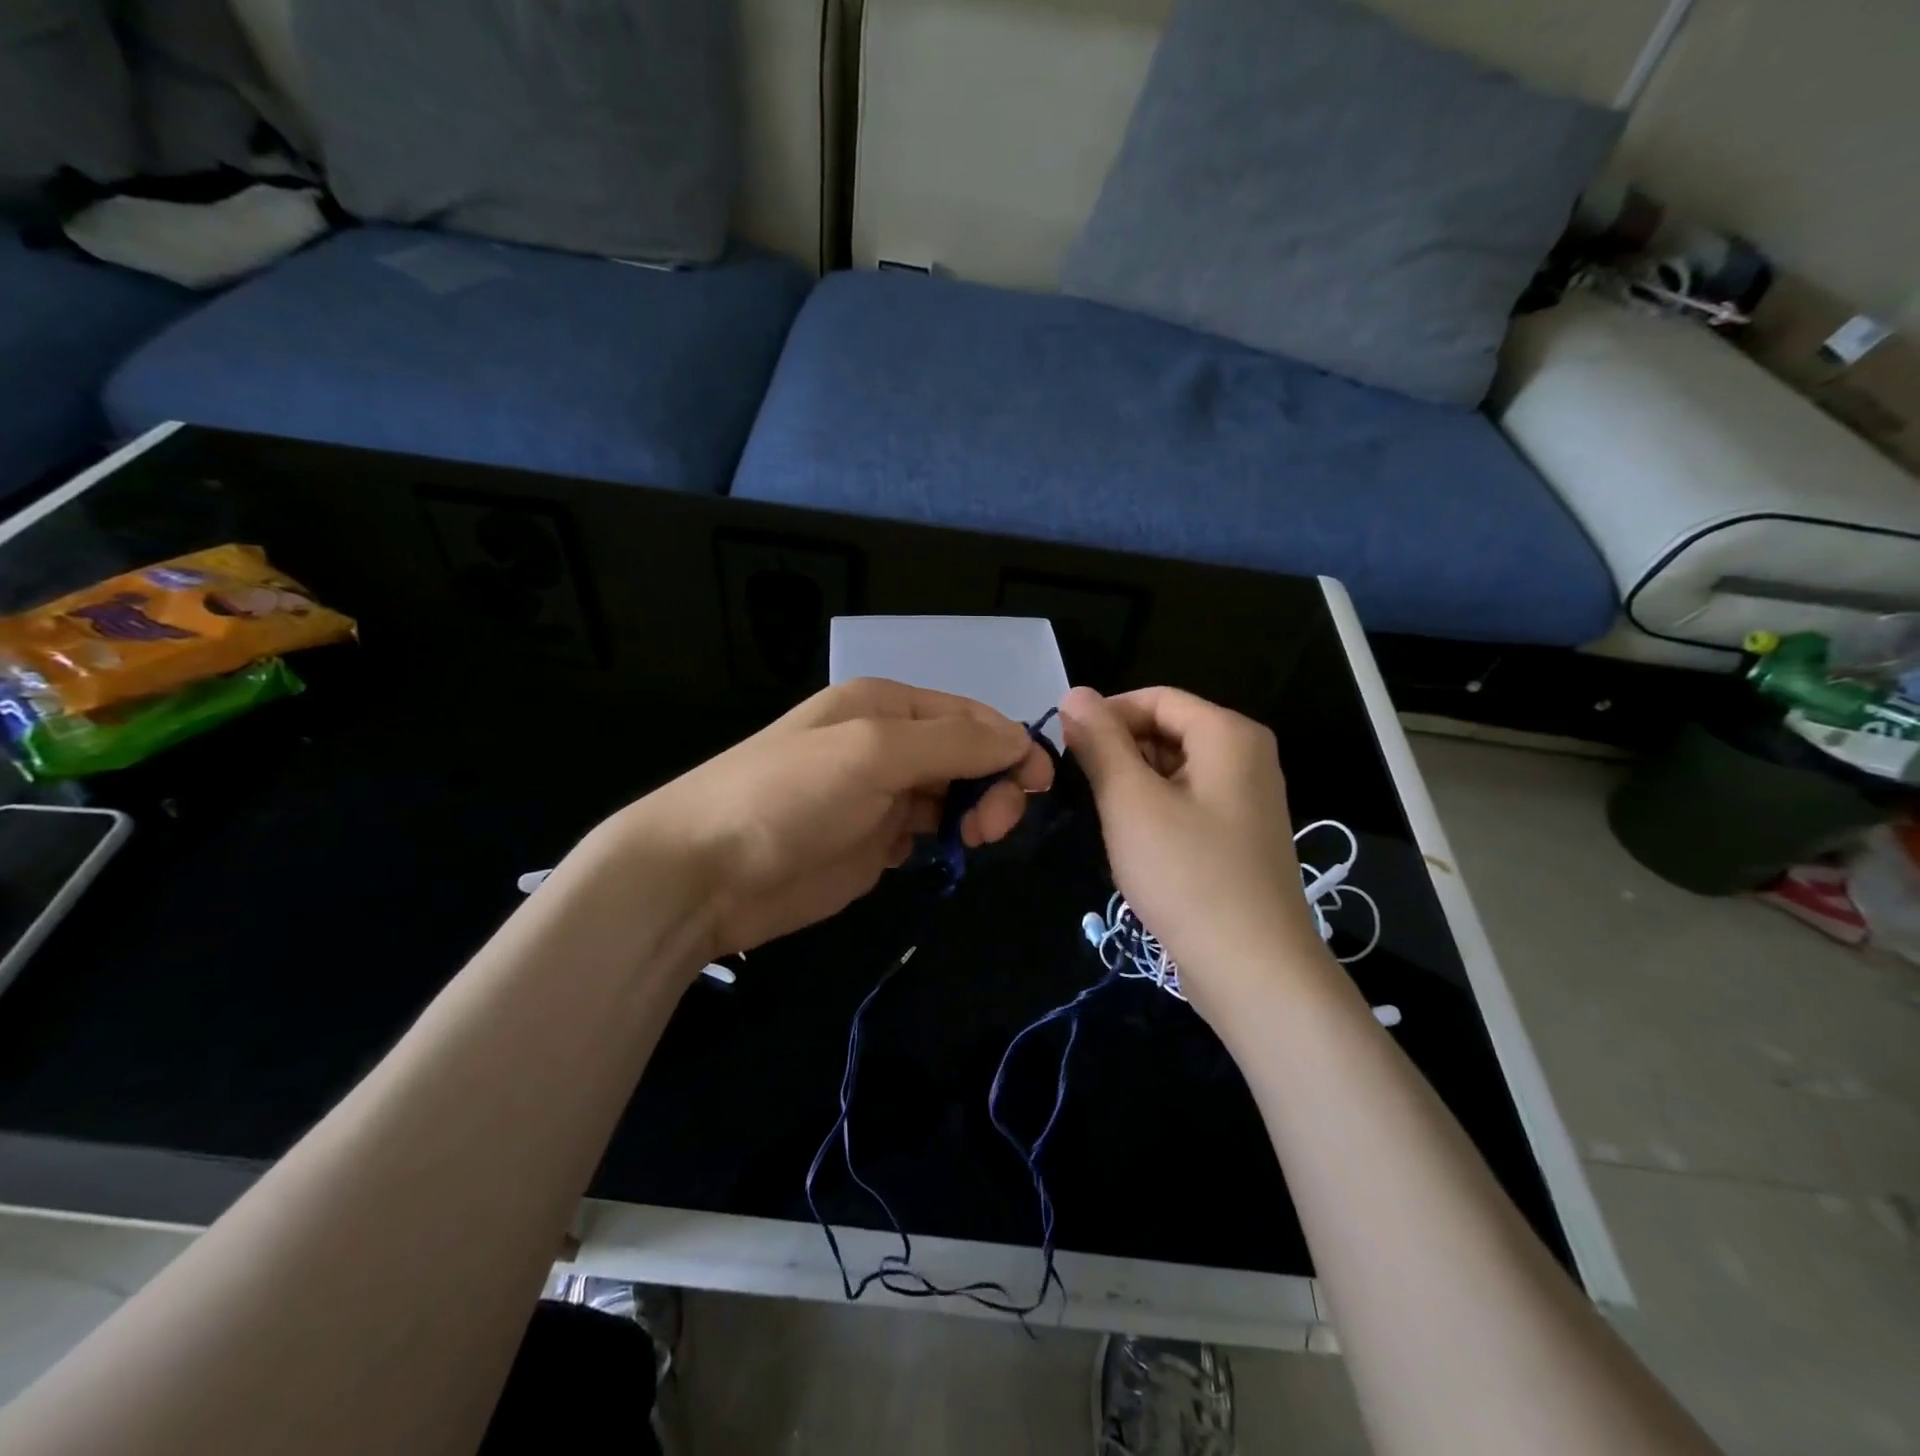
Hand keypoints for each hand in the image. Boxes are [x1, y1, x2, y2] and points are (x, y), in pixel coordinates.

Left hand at [590, 679, 1053, 960]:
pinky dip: (946, 840)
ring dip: (975, 813)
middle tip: (992, 827)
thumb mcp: (874, 752)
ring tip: (971, 842)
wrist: (705, 872)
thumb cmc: (789, 795)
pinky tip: (945, 854)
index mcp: (886, 706)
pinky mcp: (871, 843)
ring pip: (953, 795)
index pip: (971, 715)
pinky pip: (928, 832)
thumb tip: (1021, 738)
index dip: (1011, 744)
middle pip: (968, 755)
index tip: (1041, 786)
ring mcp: (879, 795)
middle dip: (994, 784)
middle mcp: (886, 743)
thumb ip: (953, 742)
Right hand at [1059, 686, 1328, 1023]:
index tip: (1065, 747)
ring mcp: (1247, 799)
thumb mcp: (1130, 801)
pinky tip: (1134, 844)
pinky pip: (1188, 802)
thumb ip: (1100, 741)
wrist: (1252, 970)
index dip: (1105, 715)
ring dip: (1133, 784)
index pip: (1155, 698)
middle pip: (1168, 730)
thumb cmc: (1186, 874)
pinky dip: (1155, 811)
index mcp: (1228, 734)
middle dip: (1119, 750)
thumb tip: (1073, 694)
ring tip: (1104, 818)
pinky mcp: (1239, 836)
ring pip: (1174, 769)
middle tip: (1079, 787)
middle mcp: (1246, 756)